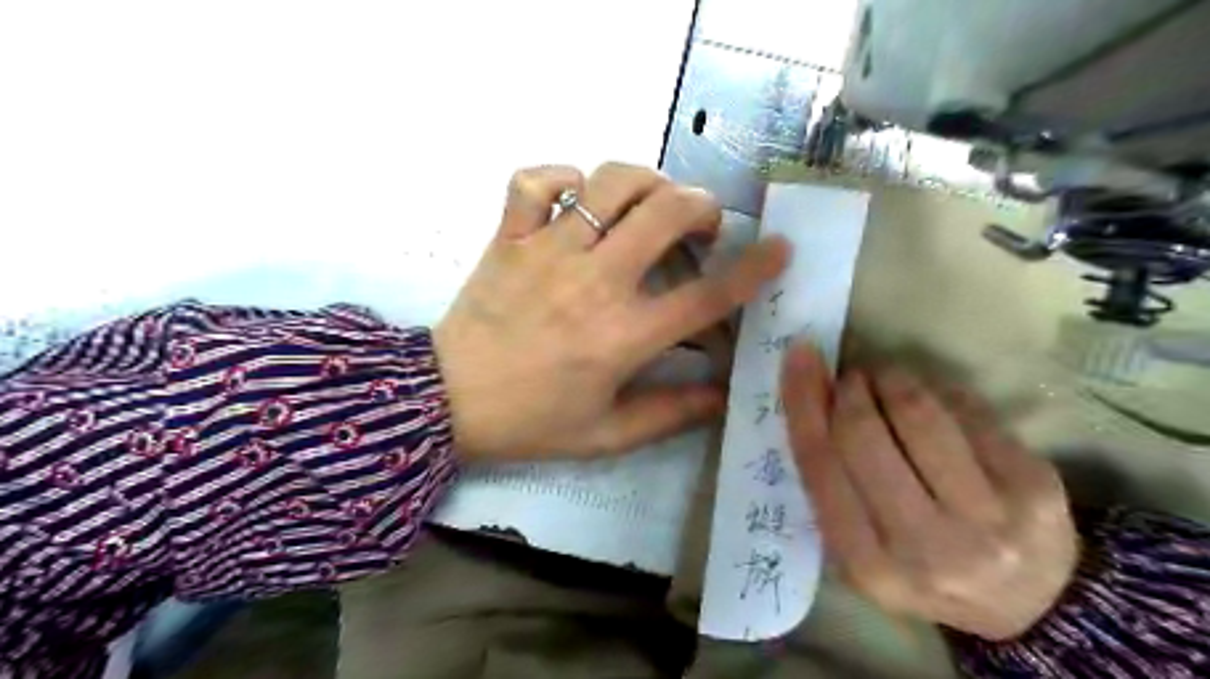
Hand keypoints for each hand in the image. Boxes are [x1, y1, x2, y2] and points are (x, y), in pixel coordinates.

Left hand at [436, 162, 795, 461]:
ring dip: (644, 182)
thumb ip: (672, 415)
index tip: (779, 248)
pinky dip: (561, 177)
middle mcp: (594, 282)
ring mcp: (547, 251)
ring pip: (609, 182)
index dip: (753, 269)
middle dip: (701, 207)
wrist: (448, 401)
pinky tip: (575, 198)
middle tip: (701, 224)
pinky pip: (534, 181)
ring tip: (648, 203)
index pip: (706, 295)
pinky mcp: (509, 237)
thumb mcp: (607, 435)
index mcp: (623, 336)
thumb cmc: (532, 421)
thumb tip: (724, 396)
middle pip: (666, 214)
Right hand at [781, 344, 1082, 642]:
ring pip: (916, 412)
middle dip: (849, 388)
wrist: (1029, 602)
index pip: (820, 464)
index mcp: (868, 564)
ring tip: (886, 379)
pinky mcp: (1033, 484)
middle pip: (862, 434)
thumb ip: (831, 486)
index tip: (799, 356)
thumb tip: (812, 400)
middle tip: (851, 377)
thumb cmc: (920, 567)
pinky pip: (964, 409)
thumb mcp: (859, 549)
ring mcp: (986, 517)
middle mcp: (925, 546)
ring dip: (890, 379)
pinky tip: (931, 399)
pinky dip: (935, 390)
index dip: (803, 402)